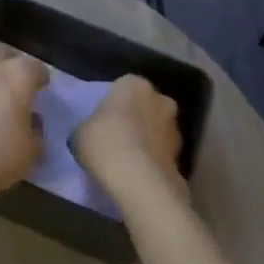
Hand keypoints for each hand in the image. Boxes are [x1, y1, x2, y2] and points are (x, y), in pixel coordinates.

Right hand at [73, 76, 186, 209]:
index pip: (122, 87)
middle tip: (116, 137)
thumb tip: (92, 132)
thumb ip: (89, 126)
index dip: (112, 104)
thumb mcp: (80, 132)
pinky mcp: (183, 153)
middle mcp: (159, 98)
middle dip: (135, 118)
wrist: (139, 179)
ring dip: (147, 138)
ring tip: (128, 159)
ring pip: (156, 128)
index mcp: (133, 84)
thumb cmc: (104, 143)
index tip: (102, 121)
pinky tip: (139, 173)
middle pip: (144, 105)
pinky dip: (154, 158)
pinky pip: (162, 151)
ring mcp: (175, 125)